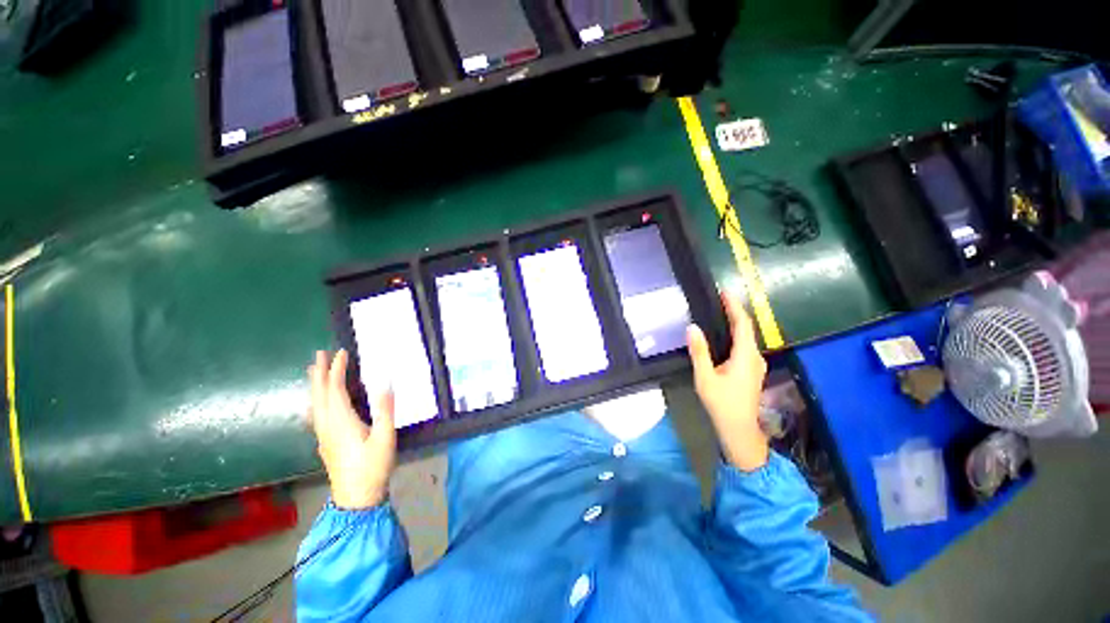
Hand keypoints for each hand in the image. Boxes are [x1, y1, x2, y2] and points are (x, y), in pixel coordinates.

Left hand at [308, 350, 395, 508]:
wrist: (356, 497)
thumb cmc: (373, 466)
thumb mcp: (385, 437)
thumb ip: (385, 410)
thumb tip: (386, 383)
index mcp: (341, 421)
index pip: (335, 389)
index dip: (337, 370)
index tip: (341, 353)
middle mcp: (327, 425)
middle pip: (319, 394)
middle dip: (319, 373)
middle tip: (319, 354)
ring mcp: (323, 435)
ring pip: (315, 404)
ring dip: (315, 385)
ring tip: (314, 371)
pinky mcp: (325, 442)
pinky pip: (316, 413)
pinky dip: (316, 399)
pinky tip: (318, 402)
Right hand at [686, 290, 769, 471]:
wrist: (739, 430)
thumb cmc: (722, 404)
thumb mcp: (705, 377)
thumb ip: (699, 352)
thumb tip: (692, 327)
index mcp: (745, 356)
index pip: (743, 324)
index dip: (734, 306)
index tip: (725, 292)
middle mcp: (755, 357)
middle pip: (747, 329)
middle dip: (734, 312)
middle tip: (718, 300)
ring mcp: (755, 365)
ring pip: (746, 338)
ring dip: (735, 324)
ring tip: (719, 313)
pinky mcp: (752, 371)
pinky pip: (744, 347)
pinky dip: (735, 336)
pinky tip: (723, 337)